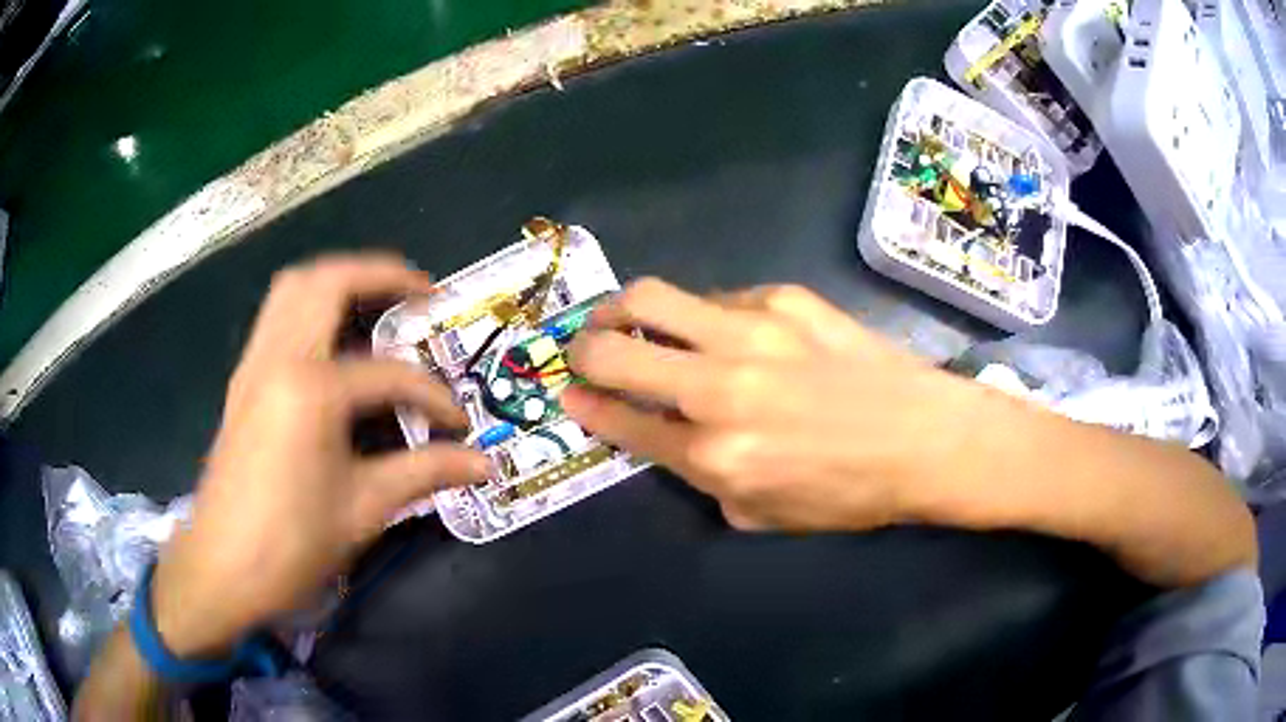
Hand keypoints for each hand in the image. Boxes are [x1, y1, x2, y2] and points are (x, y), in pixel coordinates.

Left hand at [150, 254, 488, 656]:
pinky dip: (310, 307)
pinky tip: (333, 344)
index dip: (434, 397)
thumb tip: (483, 464)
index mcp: (311, 389)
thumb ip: (425, 473)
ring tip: (377, 303)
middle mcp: (279, 357)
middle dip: (381, 274)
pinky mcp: (243, 381)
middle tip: (421, 292)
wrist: (222, 568)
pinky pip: (277, 316)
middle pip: (329, 281)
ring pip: (294, 288)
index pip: (390, 375)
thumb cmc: (291, 543)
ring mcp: (254, 364)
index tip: (459, 425)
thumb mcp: (363, 509)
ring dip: (339, 281)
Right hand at [561, 278, 989, 531]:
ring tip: (624, 318)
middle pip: (613, 351)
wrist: (925, 438)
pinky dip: (704, 316)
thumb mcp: (763, 515)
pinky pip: (719, 298)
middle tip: (585, 352)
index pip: (621, 420)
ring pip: (651, 298)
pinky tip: (724, 330)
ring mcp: (751, 332)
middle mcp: (719, 389)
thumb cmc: (850, 491)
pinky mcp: (784, 298)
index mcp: (714, 455)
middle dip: (583, 351)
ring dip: (622, 310)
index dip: (584, 407)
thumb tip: (670, 436)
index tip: (569, 395)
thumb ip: (704, 478)